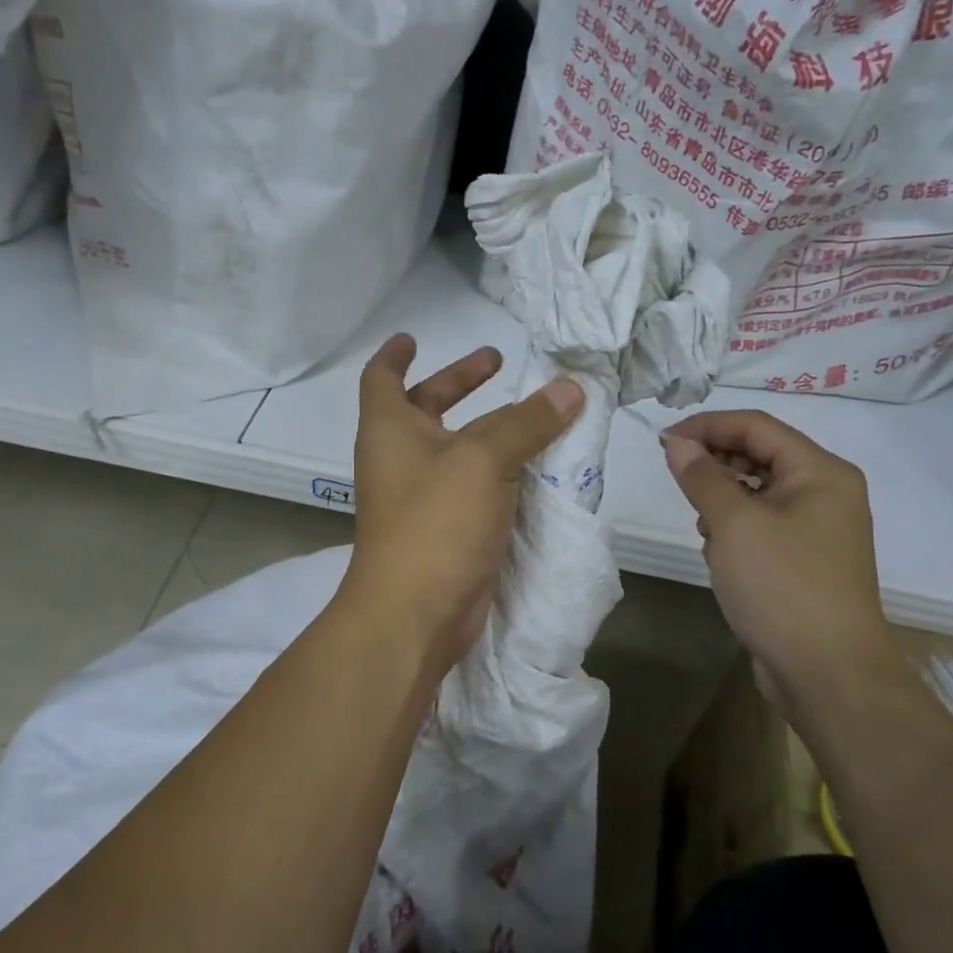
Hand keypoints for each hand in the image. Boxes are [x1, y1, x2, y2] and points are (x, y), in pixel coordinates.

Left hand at [343, 335, 583, 675]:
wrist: (414, 614)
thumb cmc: (434, 522)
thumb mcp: (483, 460)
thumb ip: (527, 422)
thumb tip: (570, 388)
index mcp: (390, 429)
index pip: (382, 377)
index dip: (396, 354)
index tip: (414, 337)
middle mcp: (401, 458)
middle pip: (426, 406)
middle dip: (460, 383)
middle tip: (499, 362)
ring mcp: (423, 497)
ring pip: (458, 449)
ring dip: (491, 429)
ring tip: (536, 413)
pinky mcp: (447, 529)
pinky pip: (476, 486)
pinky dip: (501, 469)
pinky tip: (538, 465)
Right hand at [661, 411, 892, 720]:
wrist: (829, 675)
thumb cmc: (783, 587)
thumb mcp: (733, 524)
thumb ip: (702, 476)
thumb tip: (677, 442)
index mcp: (821, 472)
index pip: (756, 426)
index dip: (707, 426)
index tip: (663, 442)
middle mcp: (826, 492)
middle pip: (760, 455)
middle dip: (715, 463)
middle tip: (676, 479)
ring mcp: (818, 528)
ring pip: (758, 491)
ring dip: (723, 499)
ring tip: (703, 527)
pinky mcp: (805, 559)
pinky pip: (763, 523)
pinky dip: (736, 527)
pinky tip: (719, 553)